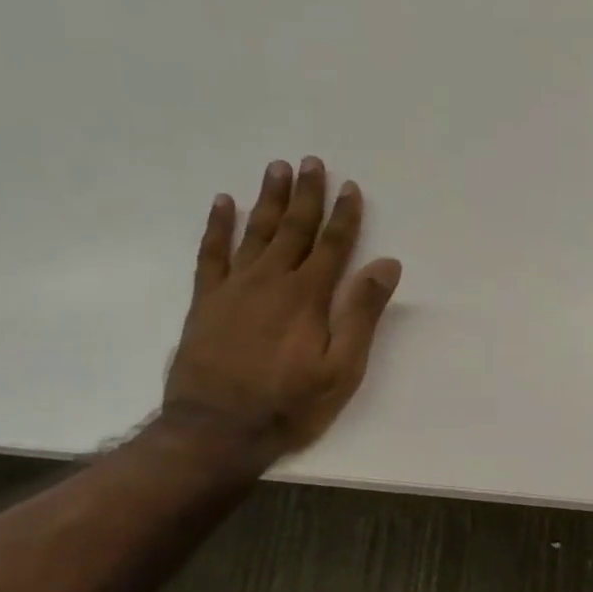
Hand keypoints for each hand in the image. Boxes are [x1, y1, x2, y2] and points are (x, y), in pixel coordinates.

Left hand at [162, 158, 401, 463]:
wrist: (217, 429)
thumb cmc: (289, 404)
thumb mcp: (341, 369)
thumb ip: (362, 314)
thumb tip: (386, 264)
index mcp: (308, 296)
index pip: (332, 245)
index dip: (344, 215)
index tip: (350, 186)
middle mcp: (271, 281)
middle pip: (293, 228)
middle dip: (306, 195)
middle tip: (311, 162)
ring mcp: (234, 288)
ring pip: (255, 232)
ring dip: (268, 199)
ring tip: (276, 168)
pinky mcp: (206, 302)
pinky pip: (211, 253)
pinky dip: (217, 226)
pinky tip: (222, 204)